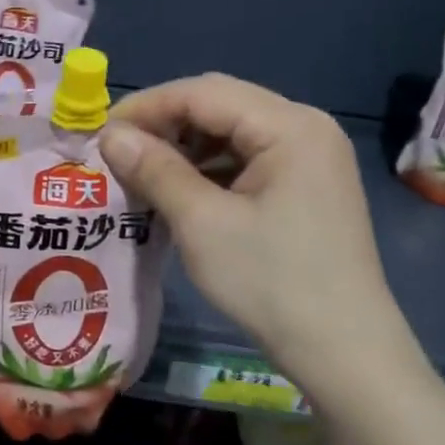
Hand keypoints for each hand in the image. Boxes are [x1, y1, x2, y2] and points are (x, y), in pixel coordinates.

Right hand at [100, 74, 409, 392]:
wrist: (344, 351)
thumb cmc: (271, 282)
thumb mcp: (202, 223)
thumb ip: (154, 169)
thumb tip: (109, 135)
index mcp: (290, 126)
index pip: (202, 93)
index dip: (146, 107)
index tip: (100, 134)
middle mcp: (305, 126)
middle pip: (219, 104)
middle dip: (164, 123)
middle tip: (118, 152)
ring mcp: (310, 155)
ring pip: (230, 130)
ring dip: (183, 145)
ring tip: (141, 171)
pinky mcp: (305, 184)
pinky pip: (246, 157)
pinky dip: (207, 166)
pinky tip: (179, 189)